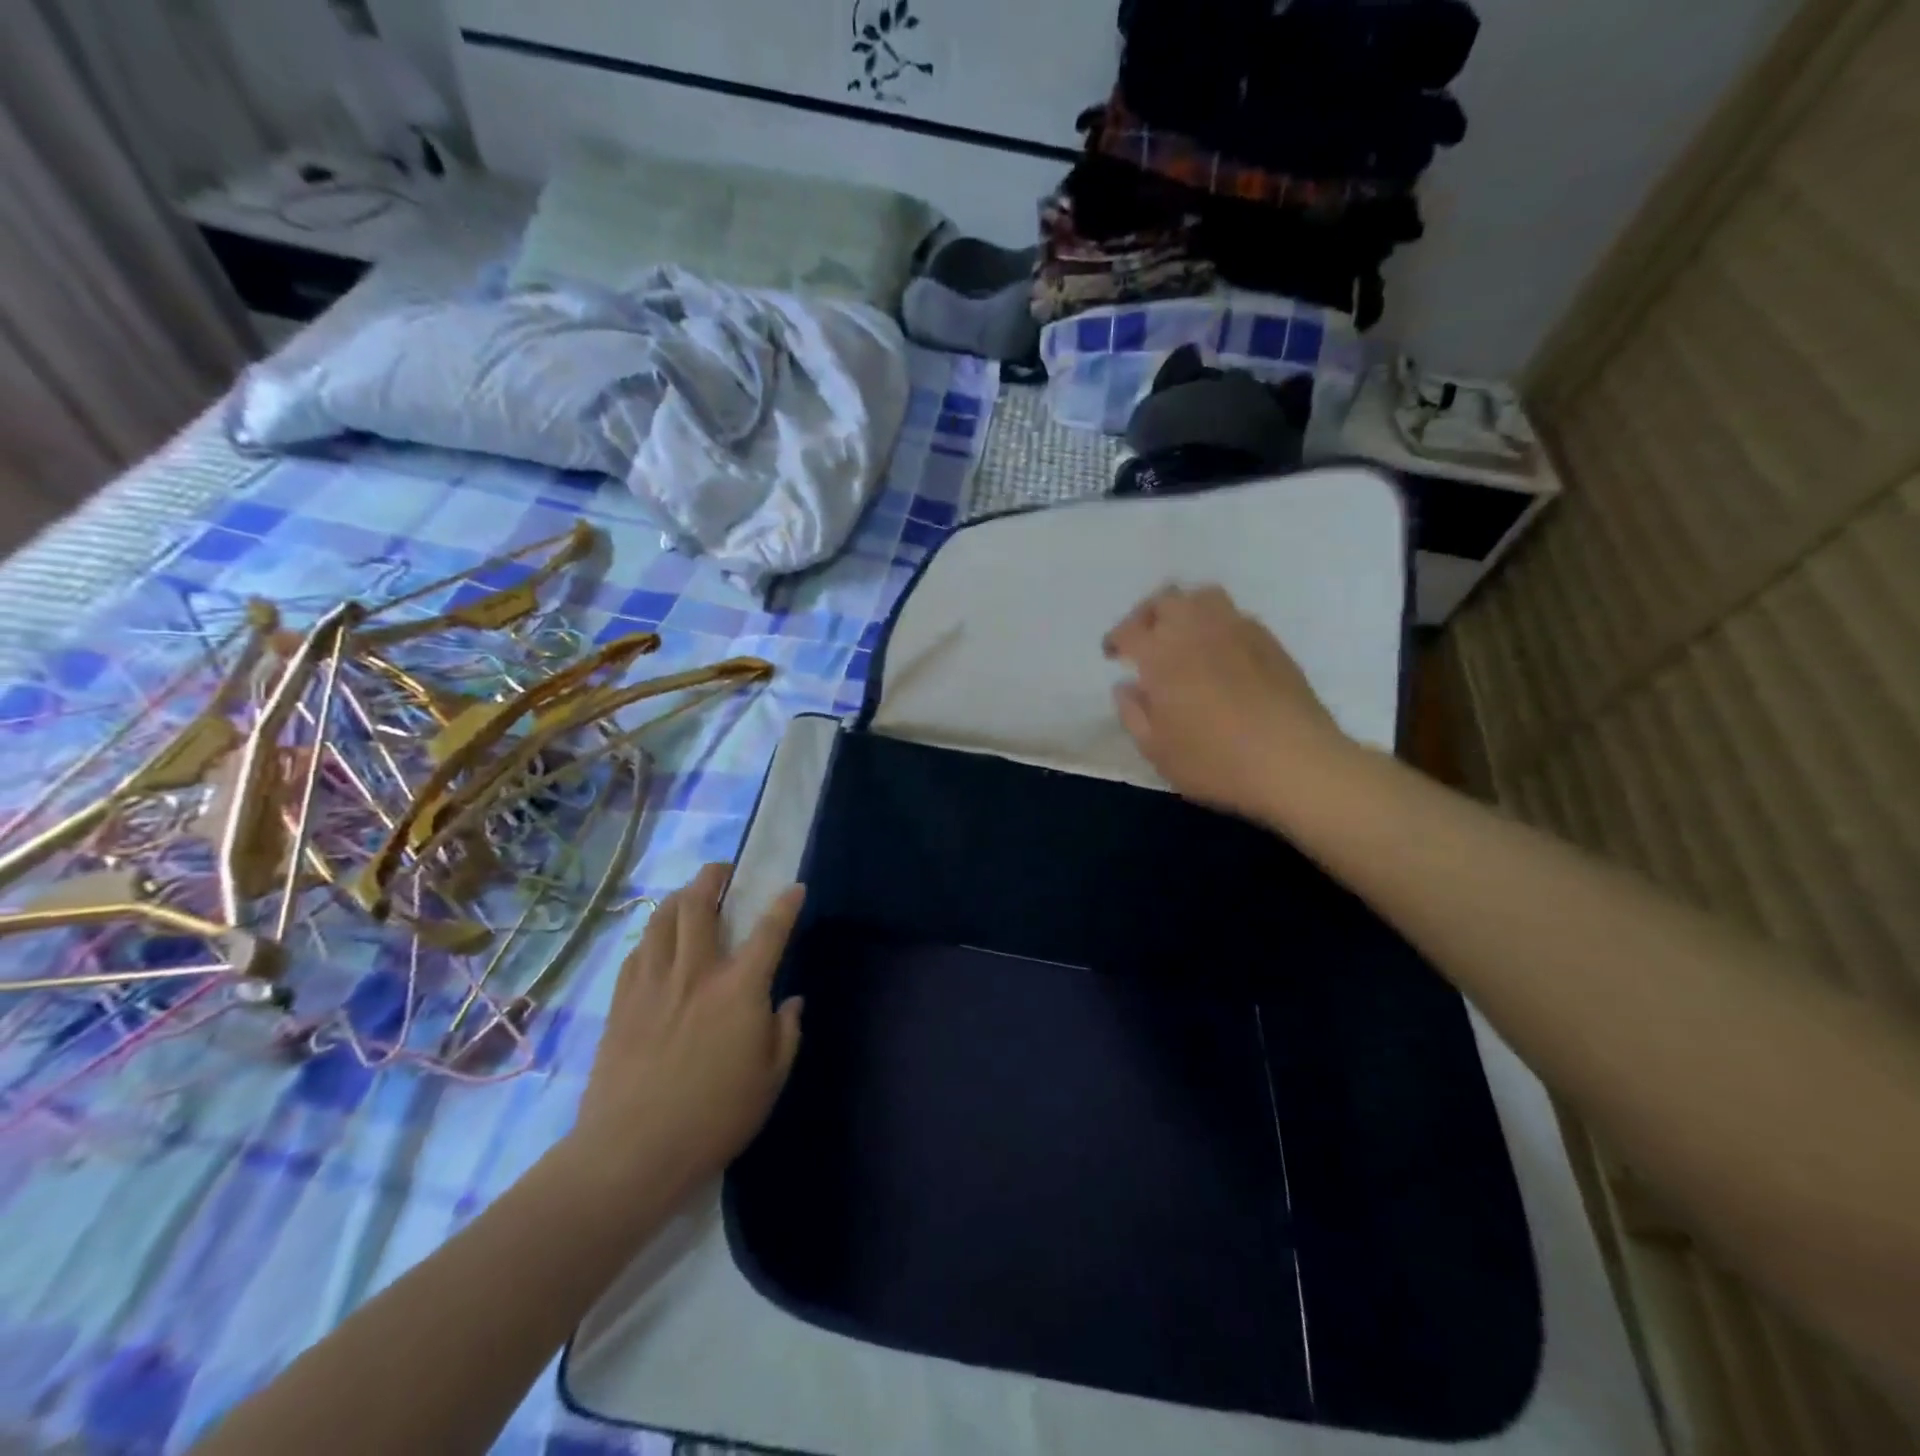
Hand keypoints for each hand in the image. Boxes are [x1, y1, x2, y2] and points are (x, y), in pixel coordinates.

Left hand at [569, 864, 805, 1195]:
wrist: (632, 1152)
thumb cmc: (714, 1117)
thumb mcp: (770, 1081)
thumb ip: (786, 1033)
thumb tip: (791, 1001)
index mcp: (739, 988)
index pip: (769, 931)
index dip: (784, 904)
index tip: (794, 887)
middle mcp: (695, 972)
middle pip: (698, 905)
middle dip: (713, 878)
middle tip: (723, 872)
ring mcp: (652, 984)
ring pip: (661, 920)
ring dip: (679, 898)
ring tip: (689, 897)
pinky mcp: (622, 1003)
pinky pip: (637, 952)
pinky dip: (652, 936)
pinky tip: (656, 943)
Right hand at [1104, 584, 1350, 821]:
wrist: (1295, 763)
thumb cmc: (1214, 761)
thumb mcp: (1157, 750)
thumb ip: (1133, 713)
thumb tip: (1126, 687)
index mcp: (1162, 654)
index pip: (1129, 630)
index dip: (1116, 638)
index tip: (1113, 655)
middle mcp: (1198, 630)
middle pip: (1166, 599)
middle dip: (1147, 615)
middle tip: (1144, 640)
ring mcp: (1238, 630)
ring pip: (1204, 598)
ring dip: (1185, 610)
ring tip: (1182, 637)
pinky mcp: (1270, 642)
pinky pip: (1235, 617)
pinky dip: (1217, 626)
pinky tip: (1220, 654)